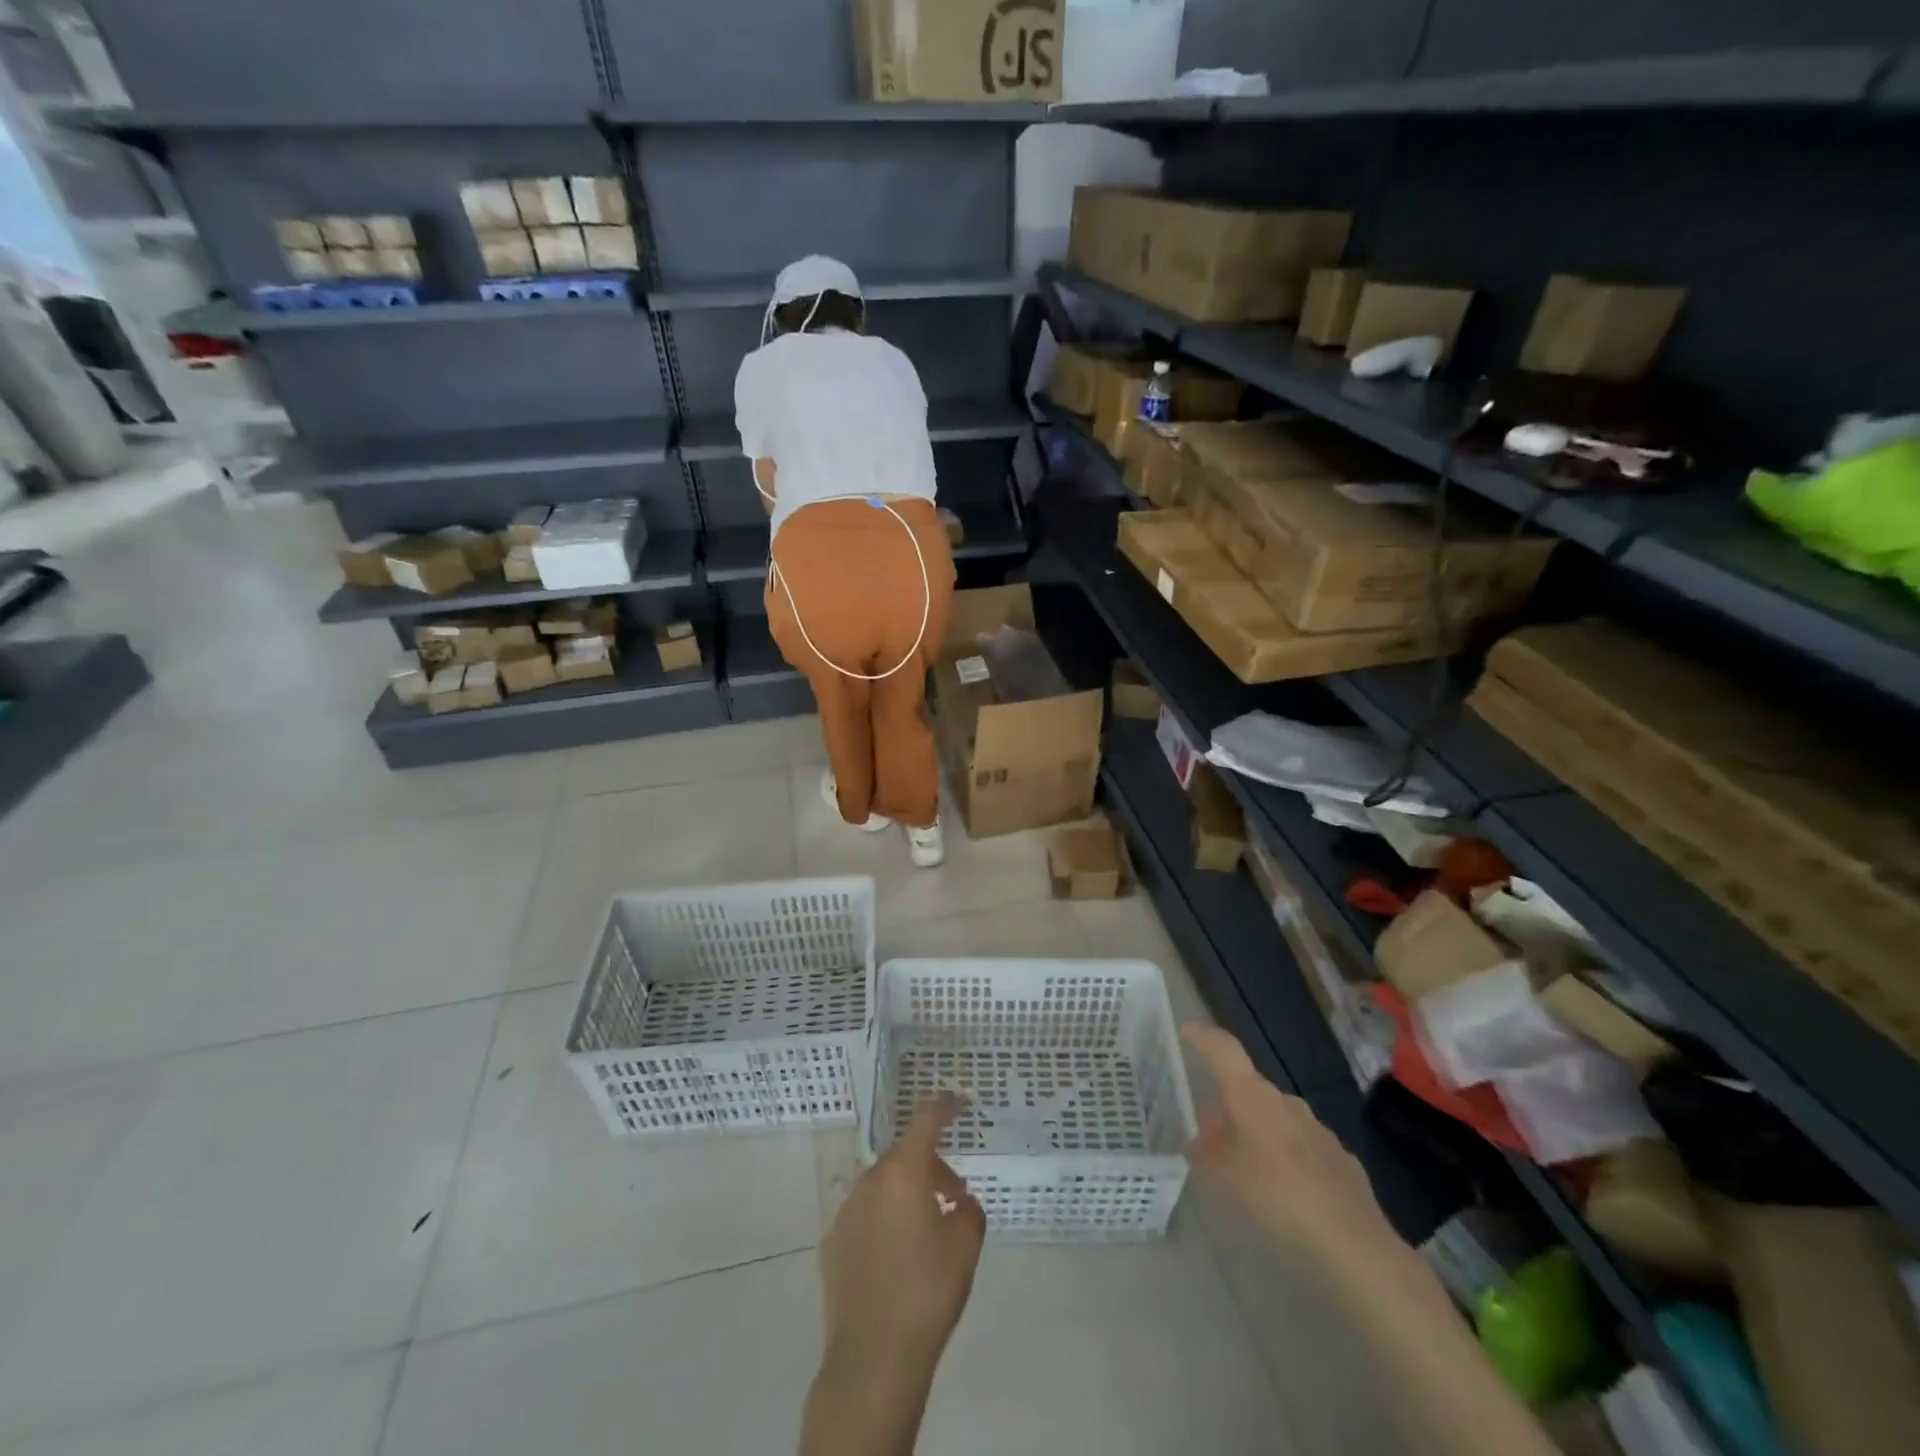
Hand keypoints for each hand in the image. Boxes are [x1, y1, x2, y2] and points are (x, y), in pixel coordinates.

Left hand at [819, 1093, 985, 1375]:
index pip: (926, 1120)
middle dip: (931, 1166)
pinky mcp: (833, 1243)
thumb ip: (969, 1211)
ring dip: (907, 1193)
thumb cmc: (926, 1294)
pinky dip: (885, 1220)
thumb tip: (958, 1202)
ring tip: (927, 1230)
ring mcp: (846, 1211)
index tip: (960, 1101)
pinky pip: (866, 1215)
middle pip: (905, 1155)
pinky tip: (897, 1257)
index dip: (945, 1106)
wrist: (871, 1360)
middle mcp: (870, 1181)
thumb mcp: (965, 1248)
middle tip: (954, 1196)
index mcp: (903, 1172)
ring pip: (884, 1185)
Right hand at [1182, 1024, 1402, 1274]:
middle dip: (1228, 1105)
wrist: (1352, 1243)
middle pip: (1249, 1090)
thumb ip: (1206, 1155)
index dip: (1205, 1037)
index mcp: (1254, 1096)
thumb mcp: (1225, 1178)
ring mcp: (1317, 1129)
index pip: (1226, 1050)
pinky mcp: (1340, 1158)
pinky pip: (1300, 1145)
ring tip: (1242, 1164)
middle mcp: (1286, 1102)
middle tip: (1208, 1134)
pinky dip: (1283, 1155)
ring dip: (1255, 1131)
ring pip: (1276, 1118)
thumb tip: (1197, 1144)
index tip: (1188, 1031)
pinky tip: (1281, 1187)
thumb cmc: (1277, 1196)